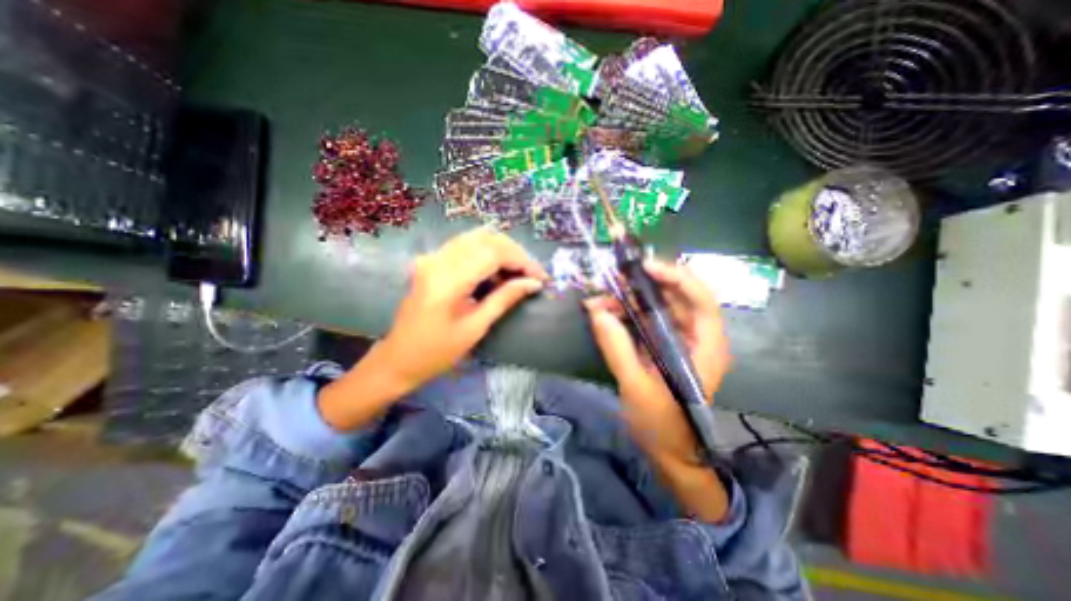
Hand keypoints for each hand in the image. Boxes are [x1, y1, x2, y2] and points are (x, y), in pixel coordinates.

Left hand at [320, 227, 545, 429]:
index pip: (493, 253)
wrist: (398, 358)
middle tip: (531, 275)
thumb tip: (534, 283)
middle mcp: (438, 260)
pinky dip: (486, 253)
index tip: (541, 277)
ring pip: (476, 238)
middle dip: (515, 254)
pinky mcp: (432, 261)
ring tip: (517, 273)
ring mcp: (432, 257)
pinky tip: (496, 271)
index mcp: (448, 280)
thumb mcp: (476, 327)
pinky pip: (466, 246)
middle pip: (486, 239)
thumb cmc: (437, 352)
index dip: (522, 261)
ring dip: (502, 251)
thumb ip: (505, 299)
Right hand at [582, 260, 733, 461]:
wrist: (669, 453)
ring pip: (658, 306)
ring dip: (629, 300)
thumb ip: (617, 348)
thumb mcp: (637, 387)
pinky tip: (605, 314)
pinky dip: (626, 313)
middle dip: (644, 286)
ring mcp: (679, 341)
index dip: (676, 278)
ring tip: (600, 301)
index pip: (701, 299)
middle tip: (613, 282)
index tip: (643, 268)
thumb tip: (596, 311)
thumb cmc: (662, 425)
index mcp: (706, 347)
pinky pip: (646, 320)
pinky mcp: (663, 346)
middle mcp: (697, 337)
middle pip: (676, 297)